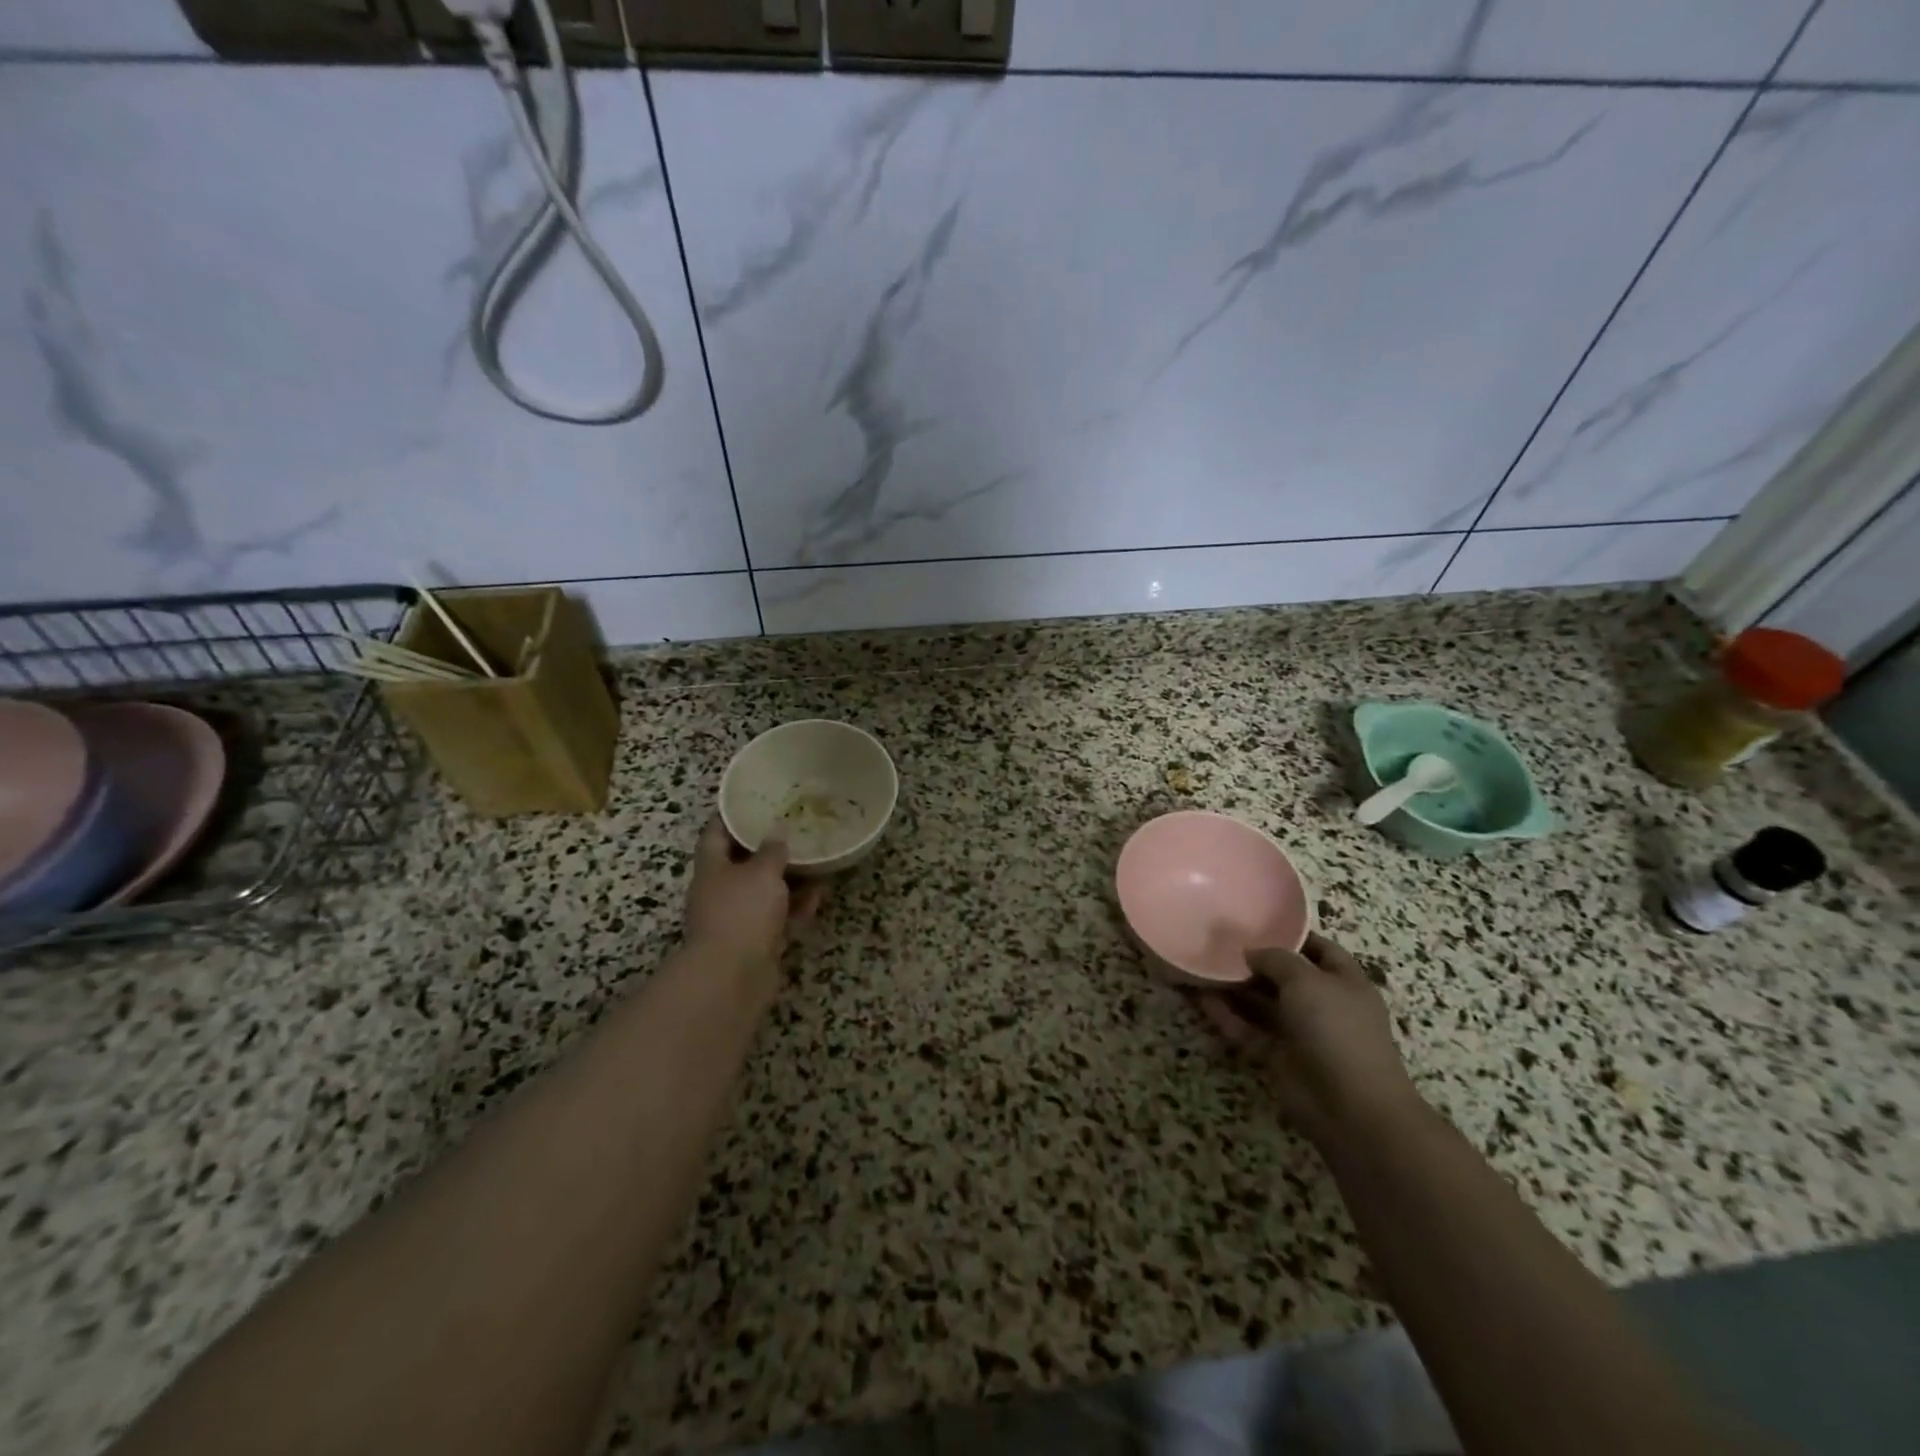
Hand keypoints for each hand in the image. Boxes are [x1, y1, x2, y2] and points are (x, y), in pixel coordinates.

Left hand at [682, 817, 824, 981]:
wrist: (734, 975)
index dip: (730, 816)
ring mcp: (738, 919)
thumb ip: (772, 851)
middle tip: (794, 829)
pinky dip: (797, 906)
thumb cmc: (742, 911)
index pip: (715, 834)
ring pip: (765, 892)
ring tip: (816, 859)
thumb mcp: (761, 872)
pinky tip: (820, 893)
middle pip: (743, 863)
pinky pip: (780, 917)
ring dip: (789, 879)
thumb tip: (777, 835)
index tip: (749, 801)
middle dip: (767, 849)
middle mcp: (720, 892)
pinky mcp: (757, 942)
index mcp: (711, 868)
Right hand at [1199, 932, 1422, 1148]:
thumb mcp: (1307, 980)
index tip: (1256, 923)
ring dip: (1235, 988)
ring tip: (1202, 966)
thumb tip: (1251, 951)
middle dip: (1255, 961)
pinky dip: (1228, 1016)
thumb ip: (1276, 959)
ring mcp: (1302, 1034)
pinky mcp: (1280, 1058)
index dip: (1292, 936)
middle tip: (1218, 942)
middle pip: (1285, 977)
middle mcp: (1324, 1005)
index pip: (1320, 949)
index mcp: (1345, 982)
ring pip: (1263, 1004)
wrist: (1351, 1108)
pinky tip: (1201, 999)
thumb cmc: (1336, 1030)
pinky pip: (1250, 1031)